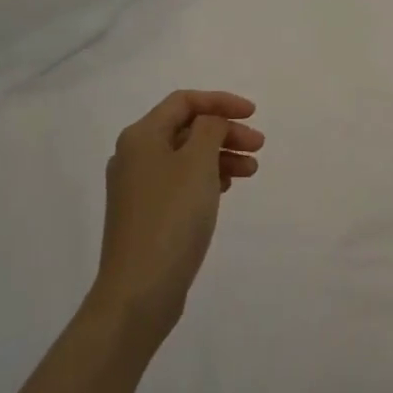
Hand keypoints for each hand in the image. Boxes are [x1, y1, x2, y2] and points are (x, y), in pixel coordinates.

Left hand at [92, 90, 263, 342]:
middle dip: (225, 131)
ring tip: (251, 171)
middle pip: (186, 129)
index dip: (220, 101)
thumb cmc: (172, 217)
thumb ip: (210, 129)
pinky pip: (181, 182)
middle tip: (258, 145)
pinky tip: (226, 189)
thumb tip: (210, 122)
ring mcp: (138, 187)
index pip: (184, 101)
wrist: (139, 291)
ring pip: (186, 157)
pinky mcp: (146, 214)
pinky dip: (206, 178)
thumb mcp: (198, 163)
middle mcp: (134, 156)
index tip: (253, 114)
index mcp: (141, 136)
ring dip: (220, 156)